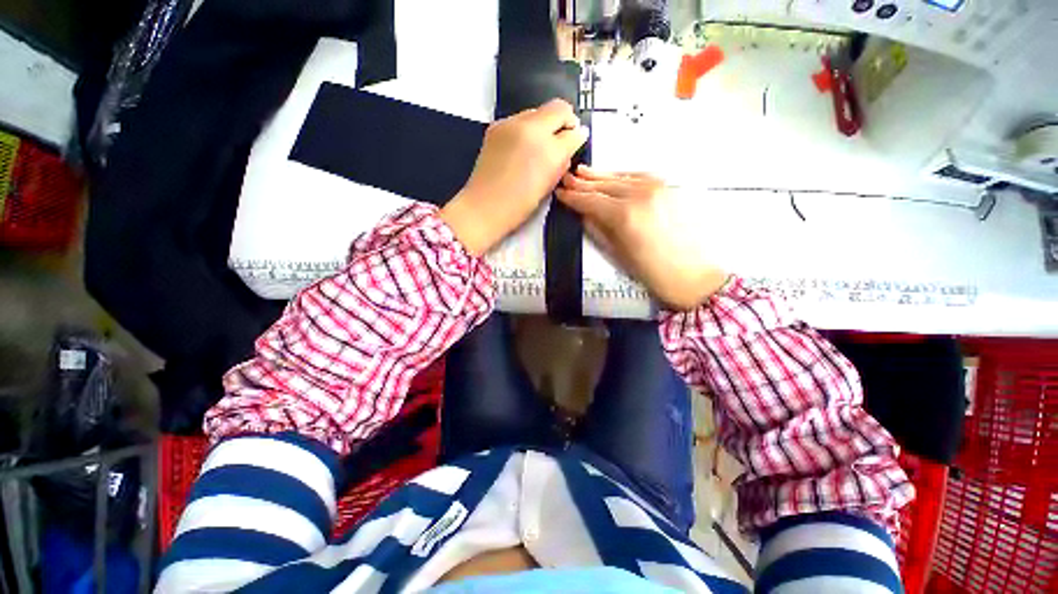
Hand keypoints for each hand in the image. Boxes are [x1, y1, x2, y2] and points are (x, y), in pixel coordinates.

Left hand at [440, 99, 588, 255]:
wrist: (484, 207)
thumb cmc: (520, 205)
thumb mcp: (550, 183)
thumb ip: (564, 158)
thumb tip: (574, 139)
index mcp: (548, 149)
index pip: (572, 127)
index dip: (576, 134)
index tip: (573, 143)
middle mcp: (530, 128)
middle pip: (557, 108)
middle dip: (562, 123)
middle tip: (559, 143)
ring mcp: (510, 123)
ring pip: (538, 112)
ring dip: (544, 125)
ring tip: (537, 150)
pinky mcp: (496, 126)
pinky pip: (520, 119)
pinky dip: (526, 129)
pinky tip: (521, 149)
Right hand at [556, 166, 728, 309]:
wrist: (691, 273)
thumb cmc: (650, 271)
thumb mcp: (616, 252)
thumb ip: (597, 228)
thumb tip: (583, 212)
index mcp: (624, 215)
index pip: (591, 201)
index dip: (573, 197)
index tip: (560, 193)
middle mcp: (640, 194)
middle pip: (604, 185)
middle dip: (583, 183)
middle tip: (567, 179)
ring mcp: (657, 187)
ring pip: (621, 177)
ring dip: (600, 176)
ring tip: (582, 171)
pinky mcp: (668, 188)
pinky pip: (638, 177)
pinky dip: (621, 176)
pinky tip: (610, 177)